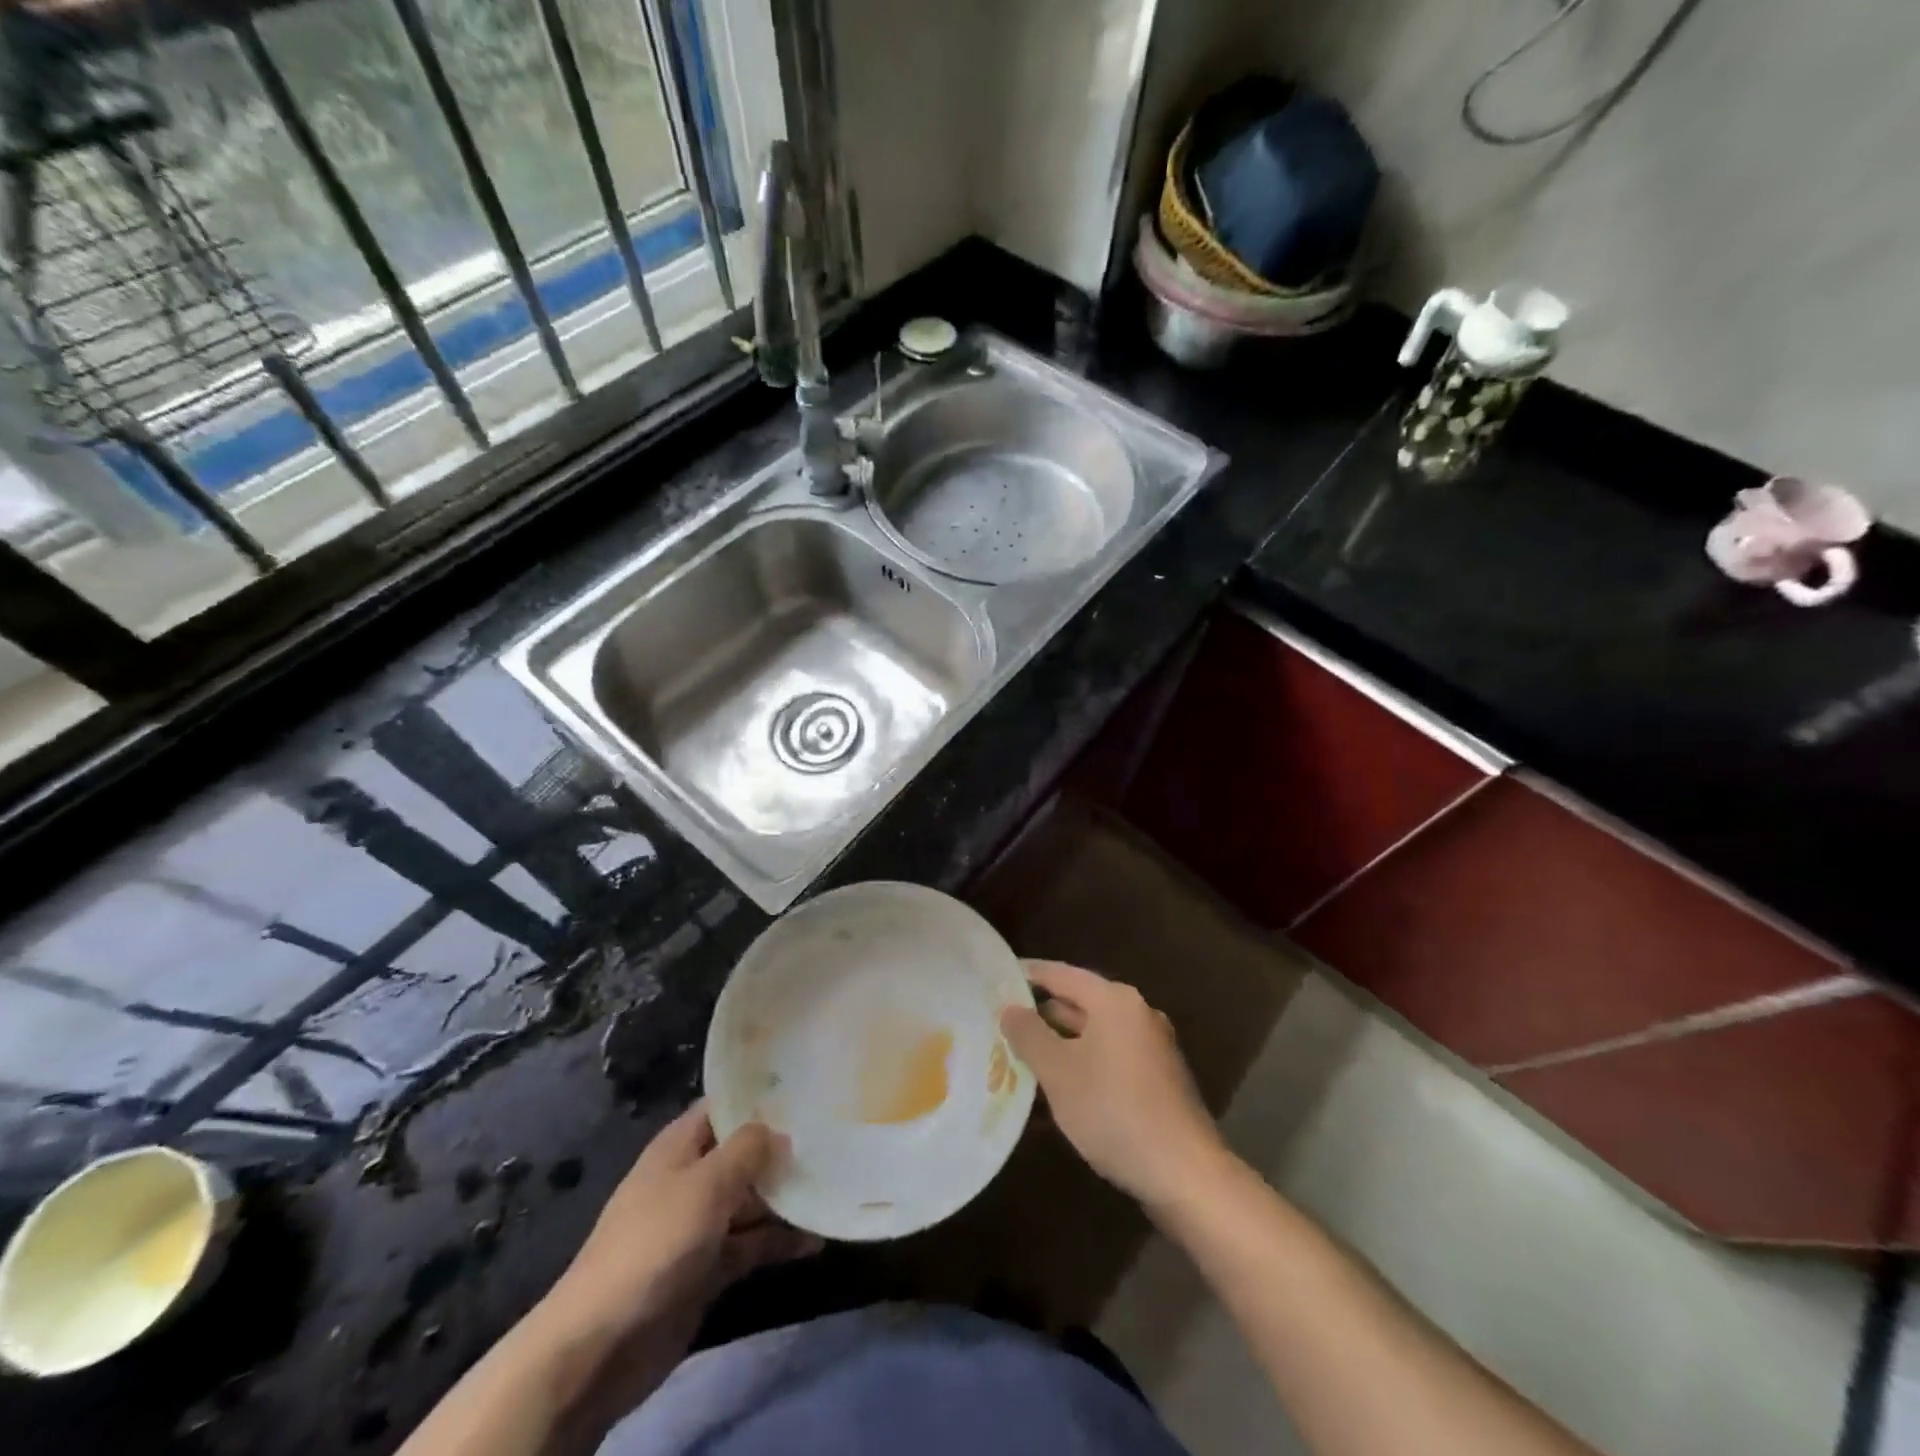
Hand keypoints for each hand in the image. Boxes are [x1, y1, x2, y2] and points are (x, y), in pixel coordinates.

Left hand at [535, 1103, 818, 1402]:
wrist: (602, 1345)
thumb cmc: (656, 1242)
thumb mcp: (706, 1183)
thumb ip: (747, 1149)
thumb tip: (780, 1130)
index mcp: (679, 1146)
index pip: (723, 1106)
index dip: (760, 1095)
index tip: (806, 1085)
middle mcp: (690, 1178)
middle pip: (742, 1153)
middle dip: (781, 1147)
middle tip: (834, 1135)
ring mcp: (698, 1225)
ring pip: (751, 1200)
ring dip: (786, 1197)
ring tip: (835, 1184)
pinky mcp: (707, 1269)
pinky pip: (750, 1244)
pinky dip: (779, 1241)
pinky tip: (817, 1239)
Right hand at [1001, 960, 1229, 1213]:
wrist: (1185, 1173)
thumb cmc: (1114, 1110)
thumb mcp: (1058, 1072)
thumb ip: (1029, 1035)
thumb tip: (1010, 1009)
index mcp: (1115, 1001)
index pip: (1061, 974)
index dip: (1028, 974)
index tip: (997, 977)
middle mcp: (1137, 1014)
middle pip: (1079, 1003)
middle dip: (1041, 1014)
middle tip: (1001, 1021)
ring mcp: (1151, 1047)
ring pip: (1093, 1035)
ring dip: (1059, 1044)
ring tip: (1019, 1055)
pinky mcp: (1157, 1079)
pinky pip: (1108, 1058)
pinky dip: (1081, 1065)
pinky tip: (1057, 1090)